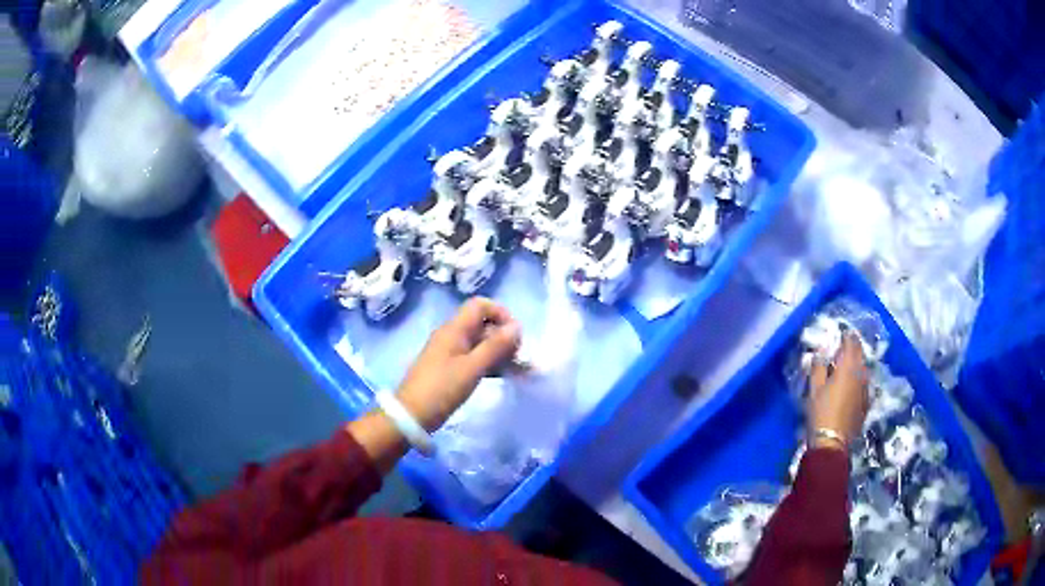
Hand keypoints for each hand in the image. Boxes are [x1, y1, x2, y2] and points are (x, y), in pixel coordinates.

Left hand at [396, 297, 520, 430]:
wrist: (413, 415)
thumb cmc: (442, 388)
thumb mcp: (472, 368)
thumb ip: (495, 347)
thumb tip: (517, 326)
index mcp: (454, 329)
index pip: (480, 305)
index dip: (500, 313)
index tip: (514, 335)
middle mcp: (452, 335)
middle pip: (482, 324)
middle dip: (503, 337)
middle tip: (519, 357)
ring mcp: (450, 352)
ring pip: (480, 343)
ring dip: (499, 352)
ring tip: (517, 369)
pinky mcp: (450, 369)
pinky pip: (474, 358)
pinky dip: (489, 364)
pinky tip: (503, 376)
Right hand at [808, 332, 868, 450]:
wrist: (832, 442)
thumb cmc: (821, 413)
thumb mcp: (814, 389)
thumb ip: (818, 367)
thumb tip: (820, 352)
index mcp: (848, 367)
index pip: (851, 343)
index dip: (847, 336)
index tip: (841, 333)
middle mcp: (861, 374)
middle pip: (860, 354)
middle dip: (853, 348)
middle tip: (843, 348)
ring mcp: (866, 389)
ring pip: (864, 369)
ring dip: (856, 364)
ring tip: (846, 366)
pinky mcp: (866, 402)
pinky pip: (864, 383)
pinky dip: (859, 379)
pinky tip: (852, 385)